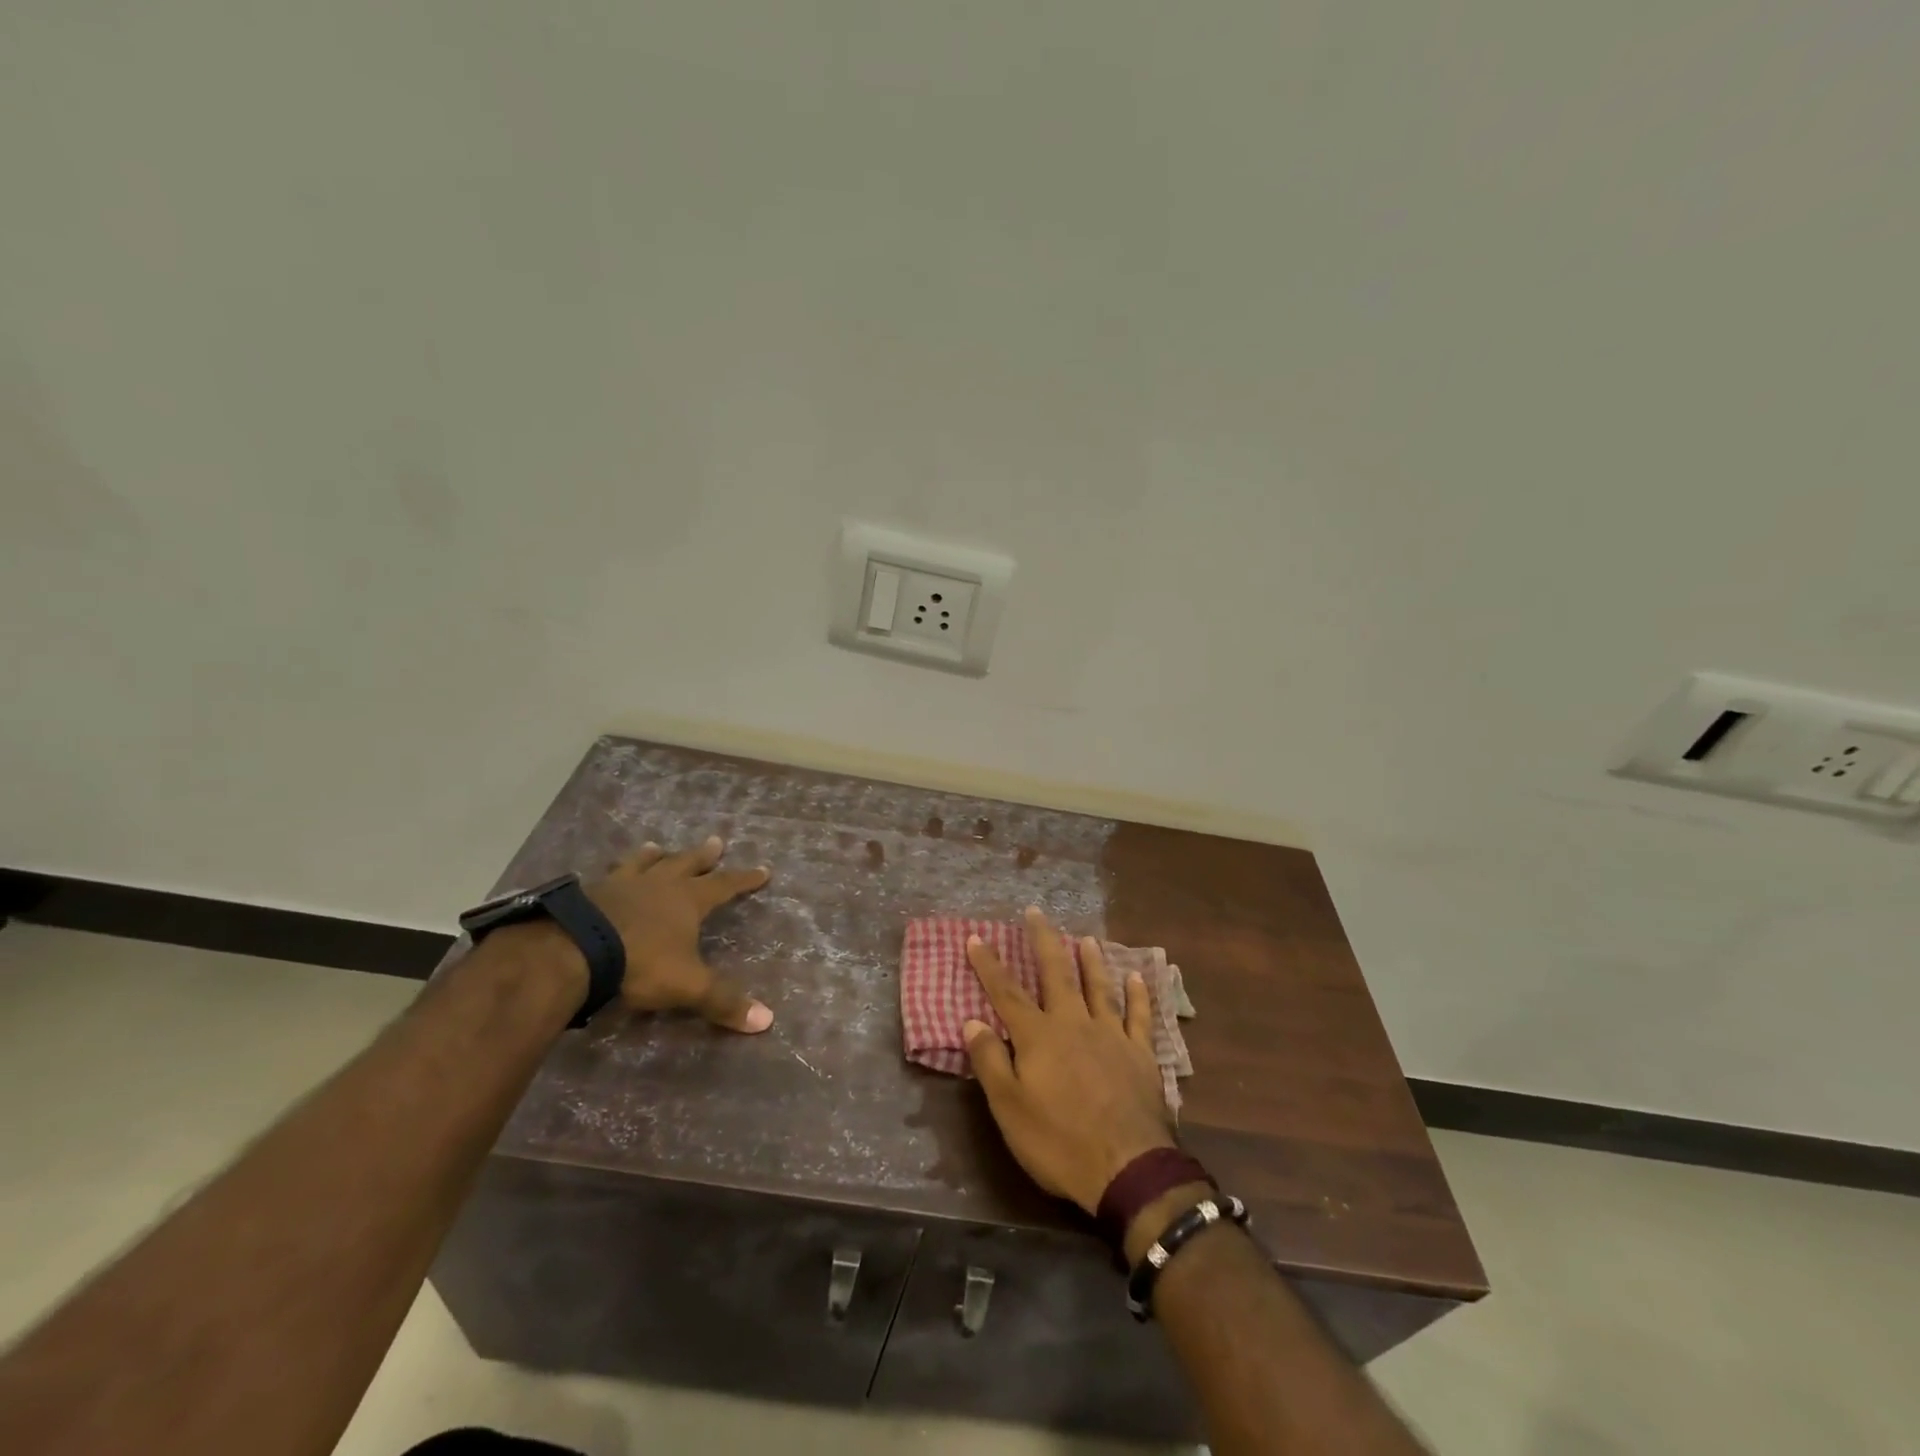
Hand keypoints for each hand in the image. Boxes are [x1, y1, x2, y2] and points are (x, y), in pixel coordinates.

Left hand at [585, 836, 773, 1032]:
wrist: (572, 951)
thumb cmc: (639, 963)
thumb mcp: (687, 986)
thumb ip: (723, 1001)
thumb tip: (767, 1020)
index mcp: (687, 900)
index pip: (724, 885)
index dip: (745, 880)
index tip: (763, 870)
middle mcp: (658, 885)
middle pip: (686, 864)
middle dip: (704, 856)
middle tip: (717, 841)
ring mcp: (621, 885)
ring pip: (644, 863)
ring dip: (654, 856)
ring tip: (656, 847)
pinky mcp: (588, 894)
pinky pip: (605, 876)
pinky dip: (612, 872)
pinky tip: (604, 874)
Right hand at [964, 907, 1176, 1212]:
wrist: (1128, 1168)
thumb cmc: (1059, 1142)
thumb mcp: (1010, 1109)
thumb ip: (990, 1062)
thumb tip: (971, 1022)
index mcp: (1038, 1037)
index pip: (1006, 993)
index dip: (989, 965)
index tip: (976, 937)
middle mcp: (1073, 1023)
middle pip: (1056, 973)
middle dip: (1043, 941)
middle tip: (1036, 912)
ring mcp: (1111, 1035)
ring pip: (1099, 986)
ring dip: (1091, 960)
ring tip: (1085, 938)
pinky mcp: (1141, 1053)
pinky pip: (1139, 1015)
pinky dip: (1138, 994)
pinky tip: (1137, 977)